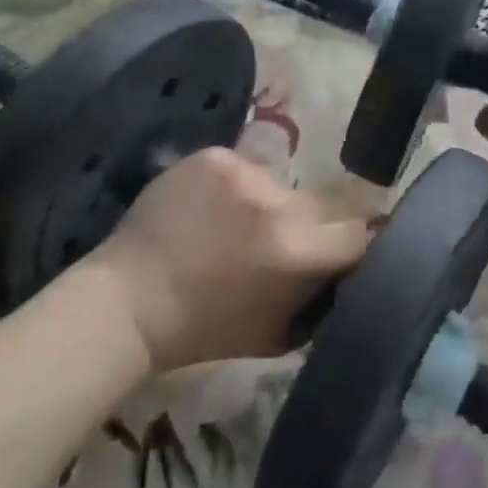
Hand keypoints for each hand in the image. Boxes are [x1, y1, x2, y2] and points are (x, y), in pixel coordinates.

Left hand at [95, 149, 369, 372]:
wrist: (129, 300)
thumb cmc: (206, 329)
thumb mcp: (278, 332)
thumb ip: (322, 297)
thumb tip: (352, 270)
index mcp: (296, 251)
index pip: (357, 231)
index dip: (353, 243)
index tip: (342, 251)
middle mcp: (277, 202)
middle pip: (325, 201)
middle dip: (315, 223)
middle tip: (288, 240)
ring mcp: (243, 172)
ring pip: (284, 184)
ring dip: (275, 204)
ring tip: (242, 226)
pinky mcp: (215, 156)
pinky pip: (247, 168)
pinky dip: (239, 188)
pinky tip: (214, 209)